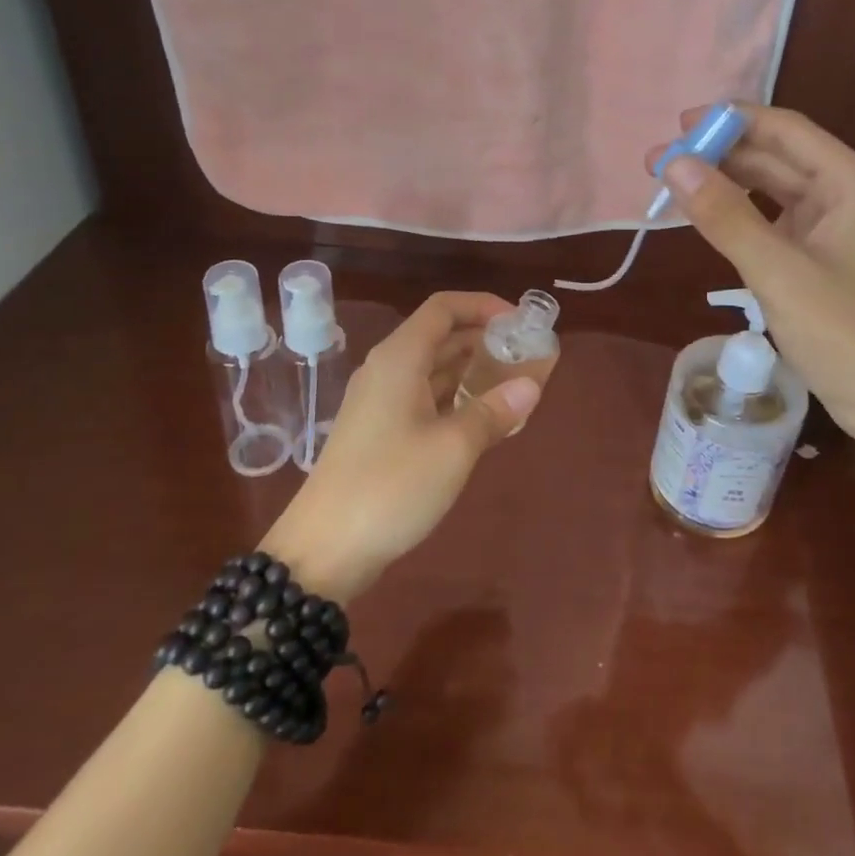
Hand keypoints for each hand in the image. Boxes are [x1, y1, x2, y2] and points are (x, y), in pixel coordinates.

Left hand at [261, 292, 539, 601]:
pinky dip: (456, 397)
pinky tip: (484, 417)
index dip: (483, 305)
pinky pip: (425, 397)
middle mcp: (387, 370)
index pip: (443, 308)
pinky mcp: (379, 431)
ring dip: (473, 369)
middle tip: (527, 354)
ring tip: (515, 382)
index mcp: (399, 358)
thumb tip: (531, 386)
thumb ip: (494, 411)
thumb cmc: (390, 486)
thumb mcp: (453, 448)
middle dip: (484, 338)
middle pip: (440, 335)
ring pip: (433, 368)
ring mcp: (380, 402)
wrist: (323, 550)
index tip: (521, 322)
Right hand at [647, 104, 854, 461]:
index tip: (678, 126)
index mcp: (851, 183)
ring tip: (673, 185)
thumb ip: (725, 216)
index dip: (731, 120)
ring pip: (774, 190)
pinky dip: (742, 217)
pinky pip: (776, 223)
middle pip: (777, 157)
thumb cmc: (848, 337)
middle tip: (658, 162)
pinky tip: (709, 219)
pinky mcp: (825, 260)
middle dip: (719, 155)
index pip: (784, 130)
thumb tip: (675, 163)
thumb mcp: (779, 273)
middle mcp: (847, 195)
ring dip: (727, 185)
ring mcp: (837, 229)